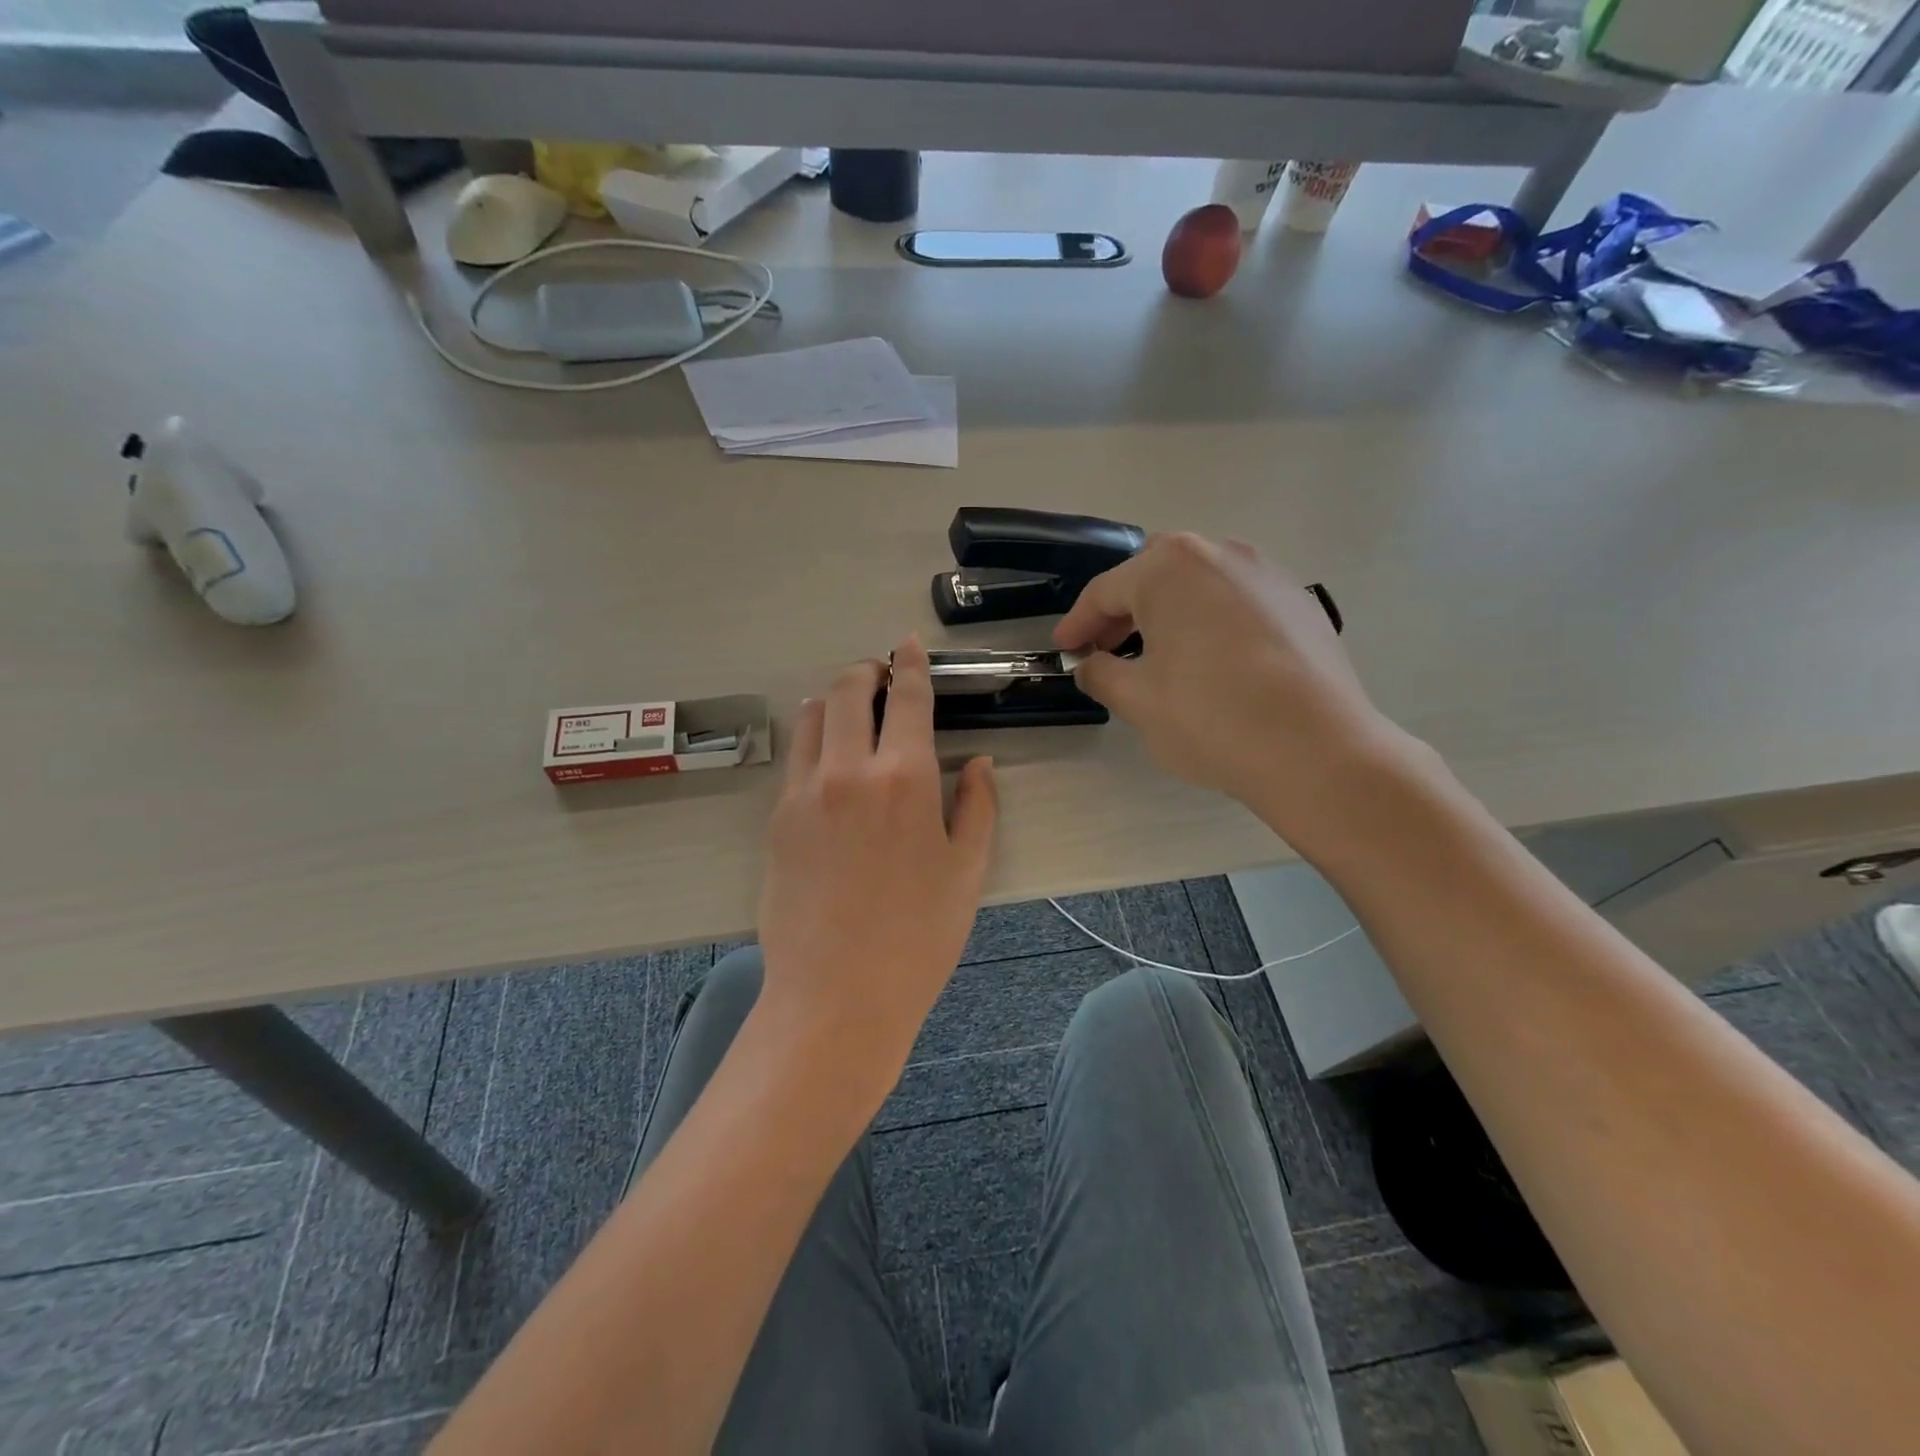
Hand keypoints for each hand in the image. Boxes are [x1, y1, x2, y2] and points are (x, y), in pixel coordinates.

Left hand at [755, 639, 997, 1090]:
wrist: (837, 996)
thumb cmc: (919, 937)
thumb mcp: (967, 871)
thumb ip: (977, 807)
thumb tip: (978, 763)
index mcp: (905, 778)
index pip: (907, 698)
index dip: (910, 664)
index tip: (908, 644)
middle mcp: (848, 770)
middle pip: (846, 691)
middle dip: (865, 671)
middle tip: (880, 676)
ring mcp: (804, 792)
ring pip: (810, 717)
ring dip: (832, 701)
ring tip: (850, 711)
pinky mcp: (776, 818)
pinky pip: (794, 758)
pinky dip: (811, 739)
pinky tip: (826, 759)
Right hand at [1054, 533, 1411, 851]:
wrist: (1317, 750)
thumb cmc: (1210, 718)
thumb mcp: (1136, 700)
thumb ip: (1100, 673)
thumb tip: (1090, 665)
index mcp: (1169, 568)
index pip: (1105, 591)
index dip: (1077, 624)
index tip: (1063, 650)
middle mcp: (1220, 553)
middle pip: (1154, 575)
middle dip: (1124, 610)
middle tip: (1106, 649)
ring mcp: (1267, 574)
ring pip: (1199, 584)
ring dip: (1169, 613)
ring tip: (1159, 656)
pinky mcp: (1300, 602)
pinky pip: (1237, 601)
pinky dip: (1211, 622)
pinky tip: (1212, 663)